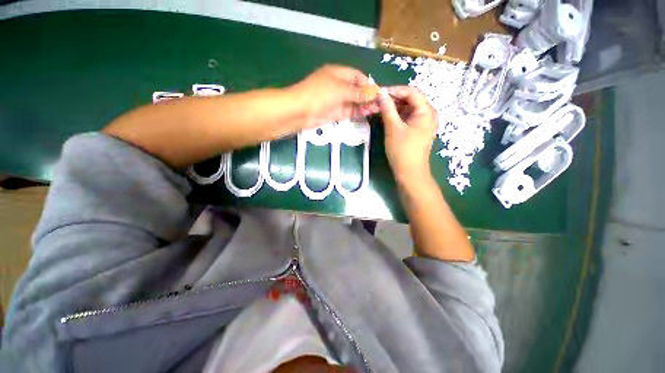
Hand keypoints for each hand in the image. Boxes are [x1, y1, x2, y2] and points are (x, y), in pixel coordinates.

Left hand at [286, 65, 379, 129]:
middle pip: (357, 90)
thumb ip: (358, 92)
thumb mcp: (341, 90)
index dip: (368, 83)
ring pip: (354, 102)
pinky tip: (366, 114)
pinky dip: (357, 112)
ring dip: (364, 105)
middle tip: (379, 104)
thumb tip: (375, 91)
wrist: (300, 111)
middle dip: (368, 96)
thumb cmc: (320, 94)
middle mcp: (338, 86)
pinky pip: (349, 111)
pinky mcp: (335, 113)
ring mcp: (336, 100)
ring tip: (376, 110)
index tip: (378, 92)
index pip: (357, 76)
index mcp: (338, 73)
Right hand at [378, 86, 437, 183]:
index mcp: (426, 111)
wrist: (410, 173)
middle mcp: (428, 114)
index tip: (380, 92)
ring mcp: (423, 123)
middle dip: (393, 99)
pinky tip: (386, 117)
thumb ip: (387, 109)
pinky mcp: (418, 131)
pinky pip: (407, 118)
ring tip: (379, 108)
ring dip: (394, 107)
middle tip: (378, 101)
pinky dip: (397, 116)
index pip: (411, 92)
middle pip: (410, 99)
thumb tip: (381, 94)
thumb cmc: (402, 150)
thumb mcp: (393, 128)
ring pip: (408, 109)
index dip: (395, 90)